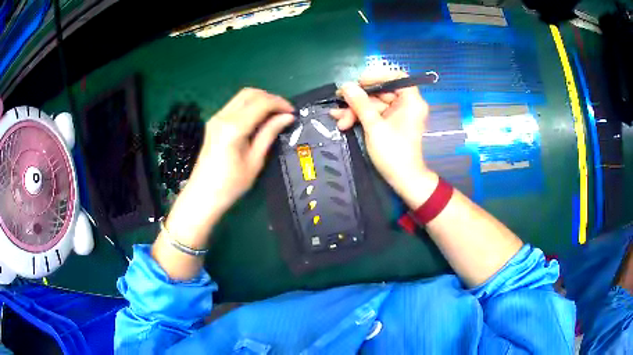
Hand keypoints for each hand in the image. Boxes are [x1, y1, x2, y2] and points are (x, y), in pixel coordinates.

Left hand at [166, 88, 293, 245]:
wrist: (203, 195)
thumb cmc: (231, 185)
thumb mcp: (255, 161)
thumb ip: (269, 134)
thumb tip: (287, 117)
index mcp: (233, 127)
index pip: (261, 103)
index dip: (280, 104)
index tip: (292, 113)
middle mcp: (223, 117)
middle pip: (250, 93)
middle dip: (270, 98)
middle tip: (284, 112)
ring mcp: (216, 118)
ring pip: (241, 97)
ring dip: (260, 100)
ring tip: (274, 115)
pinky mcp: (213, 122)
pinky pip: (234, 105)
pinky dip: (250, 106)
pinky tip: (258, 119)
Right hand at [330, 71, 436, 206]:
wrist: (403, 180)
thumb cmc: (393, 152)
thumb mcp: (374, 126)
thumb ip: (360, 103)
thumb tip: (346, 85)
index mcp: (411, 101)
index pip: (396, 77)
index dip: (376, 76)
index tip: (358, 82)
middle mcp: (406, 104)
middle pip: (380, 92)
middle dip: (358, 100)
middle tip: (339, 102)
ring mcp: (398, 115)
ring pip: (374, 104)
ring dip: (355, 110)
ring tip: (337, 118)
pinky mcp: (390, 124)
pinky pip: (375, 114)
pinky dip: (360, 117)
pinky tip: (343, 121)